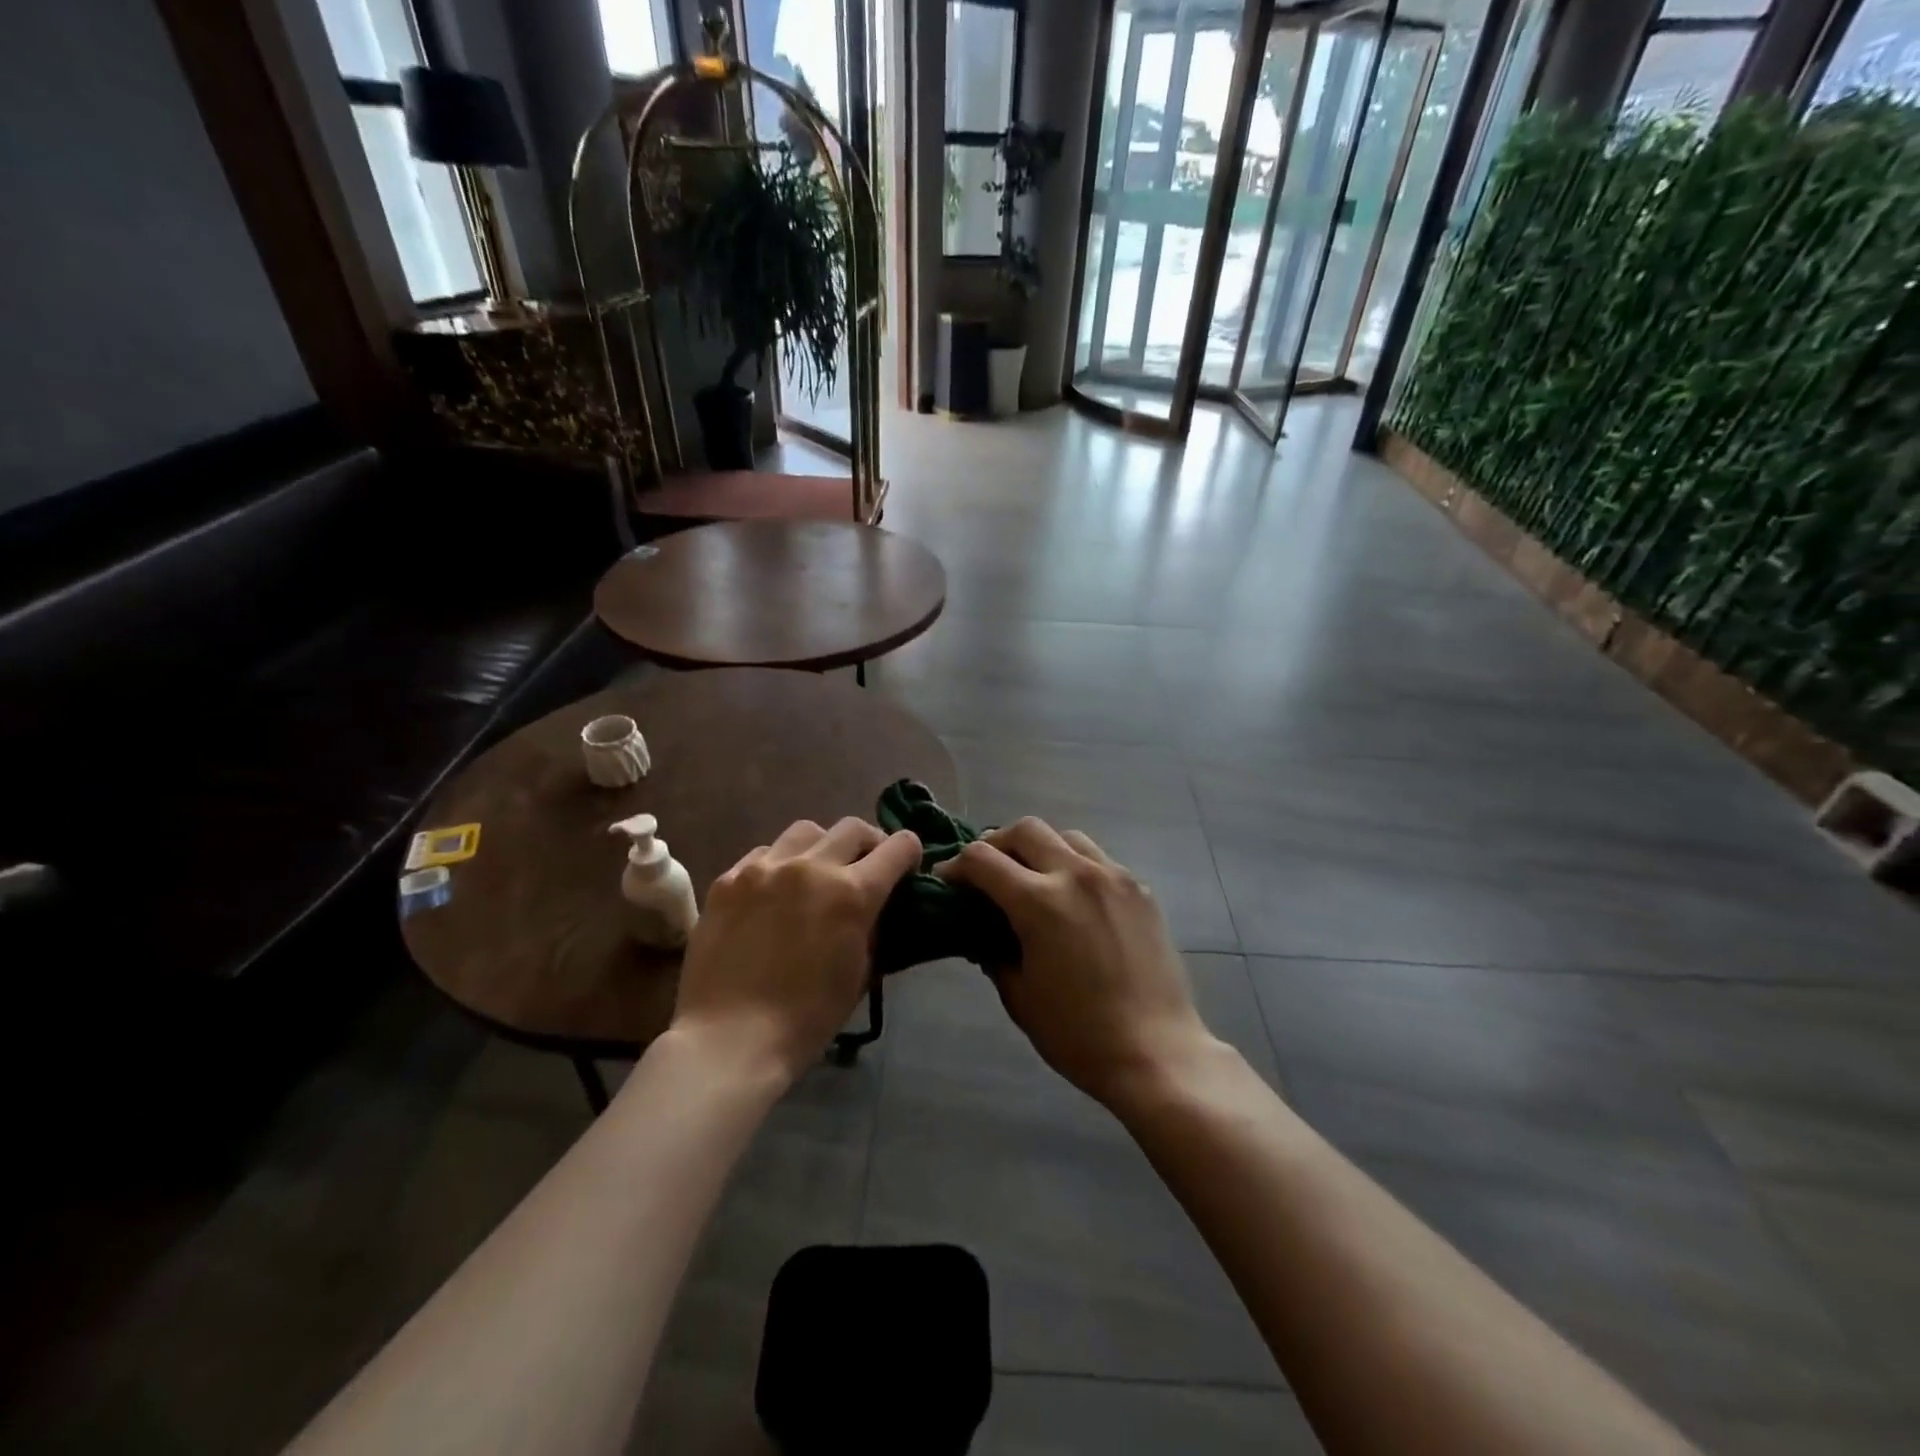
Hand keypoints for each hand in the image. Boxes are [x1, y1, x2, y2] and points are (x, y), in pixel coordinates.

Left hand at [670, 818, 921, 1084]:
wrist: (730, 1039)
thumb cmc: (808, 1017)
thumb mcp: (860, 972)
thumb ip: (872, 927)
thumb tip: (876, 908)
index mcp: (852, 892)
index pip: (898, 846)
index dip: (909, 854)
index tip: (905, 869)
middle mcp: (811, 866)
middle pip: (853, 828)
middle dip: (869, 844)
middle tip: (864, 869)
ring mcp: (764, 868)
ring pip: (806, 831)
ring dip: (822, 847)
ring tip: (815, 874)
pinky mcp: (728, 879)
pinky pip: (764, 853)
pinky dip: (779, 864)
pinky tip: (773, 892)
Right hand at [939, 818, 1218, 1106]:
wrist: (1156, 1052)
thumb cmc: (1077, 1034)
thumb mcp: (1019, 996)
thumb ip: (993, 952)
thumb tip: (982, 931)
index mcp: (1039, 902)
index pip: (982, 858)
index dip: (957, 866)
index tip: (949, 881)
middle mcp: (1076, 874)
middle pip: (1025, 830)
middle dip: (997, 844)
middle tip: (988, 872)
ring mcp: (1114, 877)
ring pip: (1066, 836)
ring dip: (1040, 848)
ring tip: (1033, 878)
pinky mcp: (1140, 889)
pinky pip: (1099, 859)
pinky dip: (1076, 866)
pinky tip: (1074, 899)